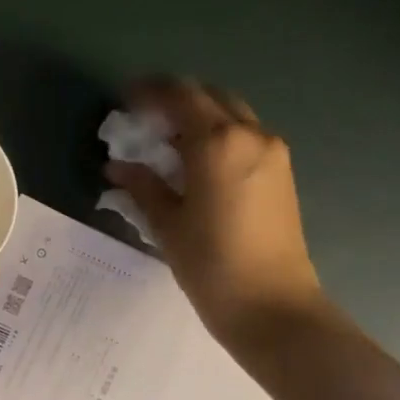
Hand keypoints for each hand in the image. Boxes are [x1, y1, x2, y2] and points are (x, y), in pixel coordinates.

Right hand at [104, 79, 323, 350]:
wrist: (273, 307)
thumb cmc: (212, 266)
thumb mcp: (168, 225)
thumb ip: (143, 186)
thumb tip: (117, 167)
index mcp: (218, 142)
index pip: (179, 95)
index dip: (148, 92)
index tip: (123, 102)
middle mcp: (251, 134)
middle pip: (209, 96)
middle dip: (174, 101)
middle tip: (144, 123)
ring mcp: (273, 152)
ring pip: (231, 115)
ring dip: (198, 118)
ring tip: (167, 145)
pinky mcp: (282, 173)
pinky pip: (245, 137)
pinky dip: (218, 136)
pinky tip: (196, 165)